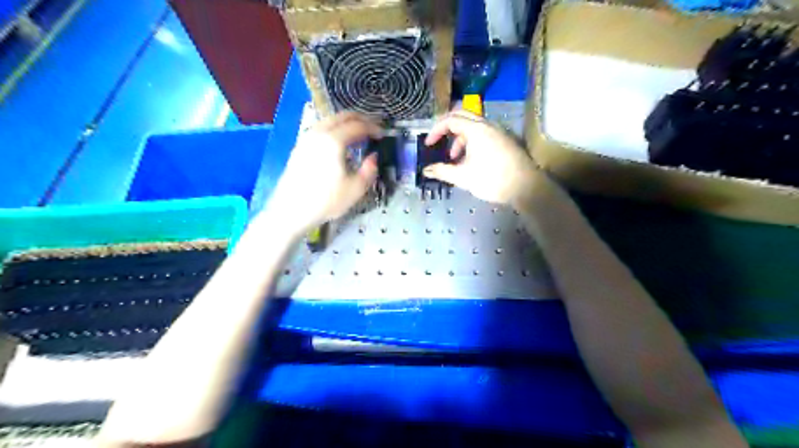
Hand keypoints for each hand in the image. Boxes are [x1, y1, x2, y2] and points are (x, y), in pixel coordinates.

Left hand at [265, 112, 380, 233]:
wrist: (290, 211)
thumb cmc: (326, 201)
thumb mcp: (356, 189)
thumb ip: (369, 170)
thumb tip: (373, 156)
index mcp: (334, 141)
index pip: (358, 126)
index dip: (373, 128)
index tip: (383, 134)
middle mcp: (319, 133)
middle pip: (342, 116)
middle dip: (360, 119)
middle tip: (373, 128)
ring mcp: (306, 138)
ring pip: (329, 120)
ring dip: (346, 123)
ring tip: (358, 134)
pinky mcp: (299, 147)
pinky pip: (321, 129)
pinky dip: (334, 129)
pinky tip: (339, 143)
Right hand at [425, 111, 535, 204]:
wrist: (526, 187)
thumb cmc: (492, 180)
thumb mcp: (463, 177)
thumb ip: (442, 171)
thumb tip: (426, 170)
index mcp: (476, 130)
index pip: (450, 120)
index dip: (436, 130)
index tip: (428, 144)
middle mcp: (488, 125)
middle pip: (462, 116)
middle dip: (447, 129)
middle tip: (438, 142)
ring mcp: (499, 131)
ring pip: (474, 126)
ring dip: (460, 138)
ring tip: (455, 158)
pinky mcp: (506, 139)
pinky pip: (484, 133)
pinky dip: (472, 141)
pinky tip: (472, 159)